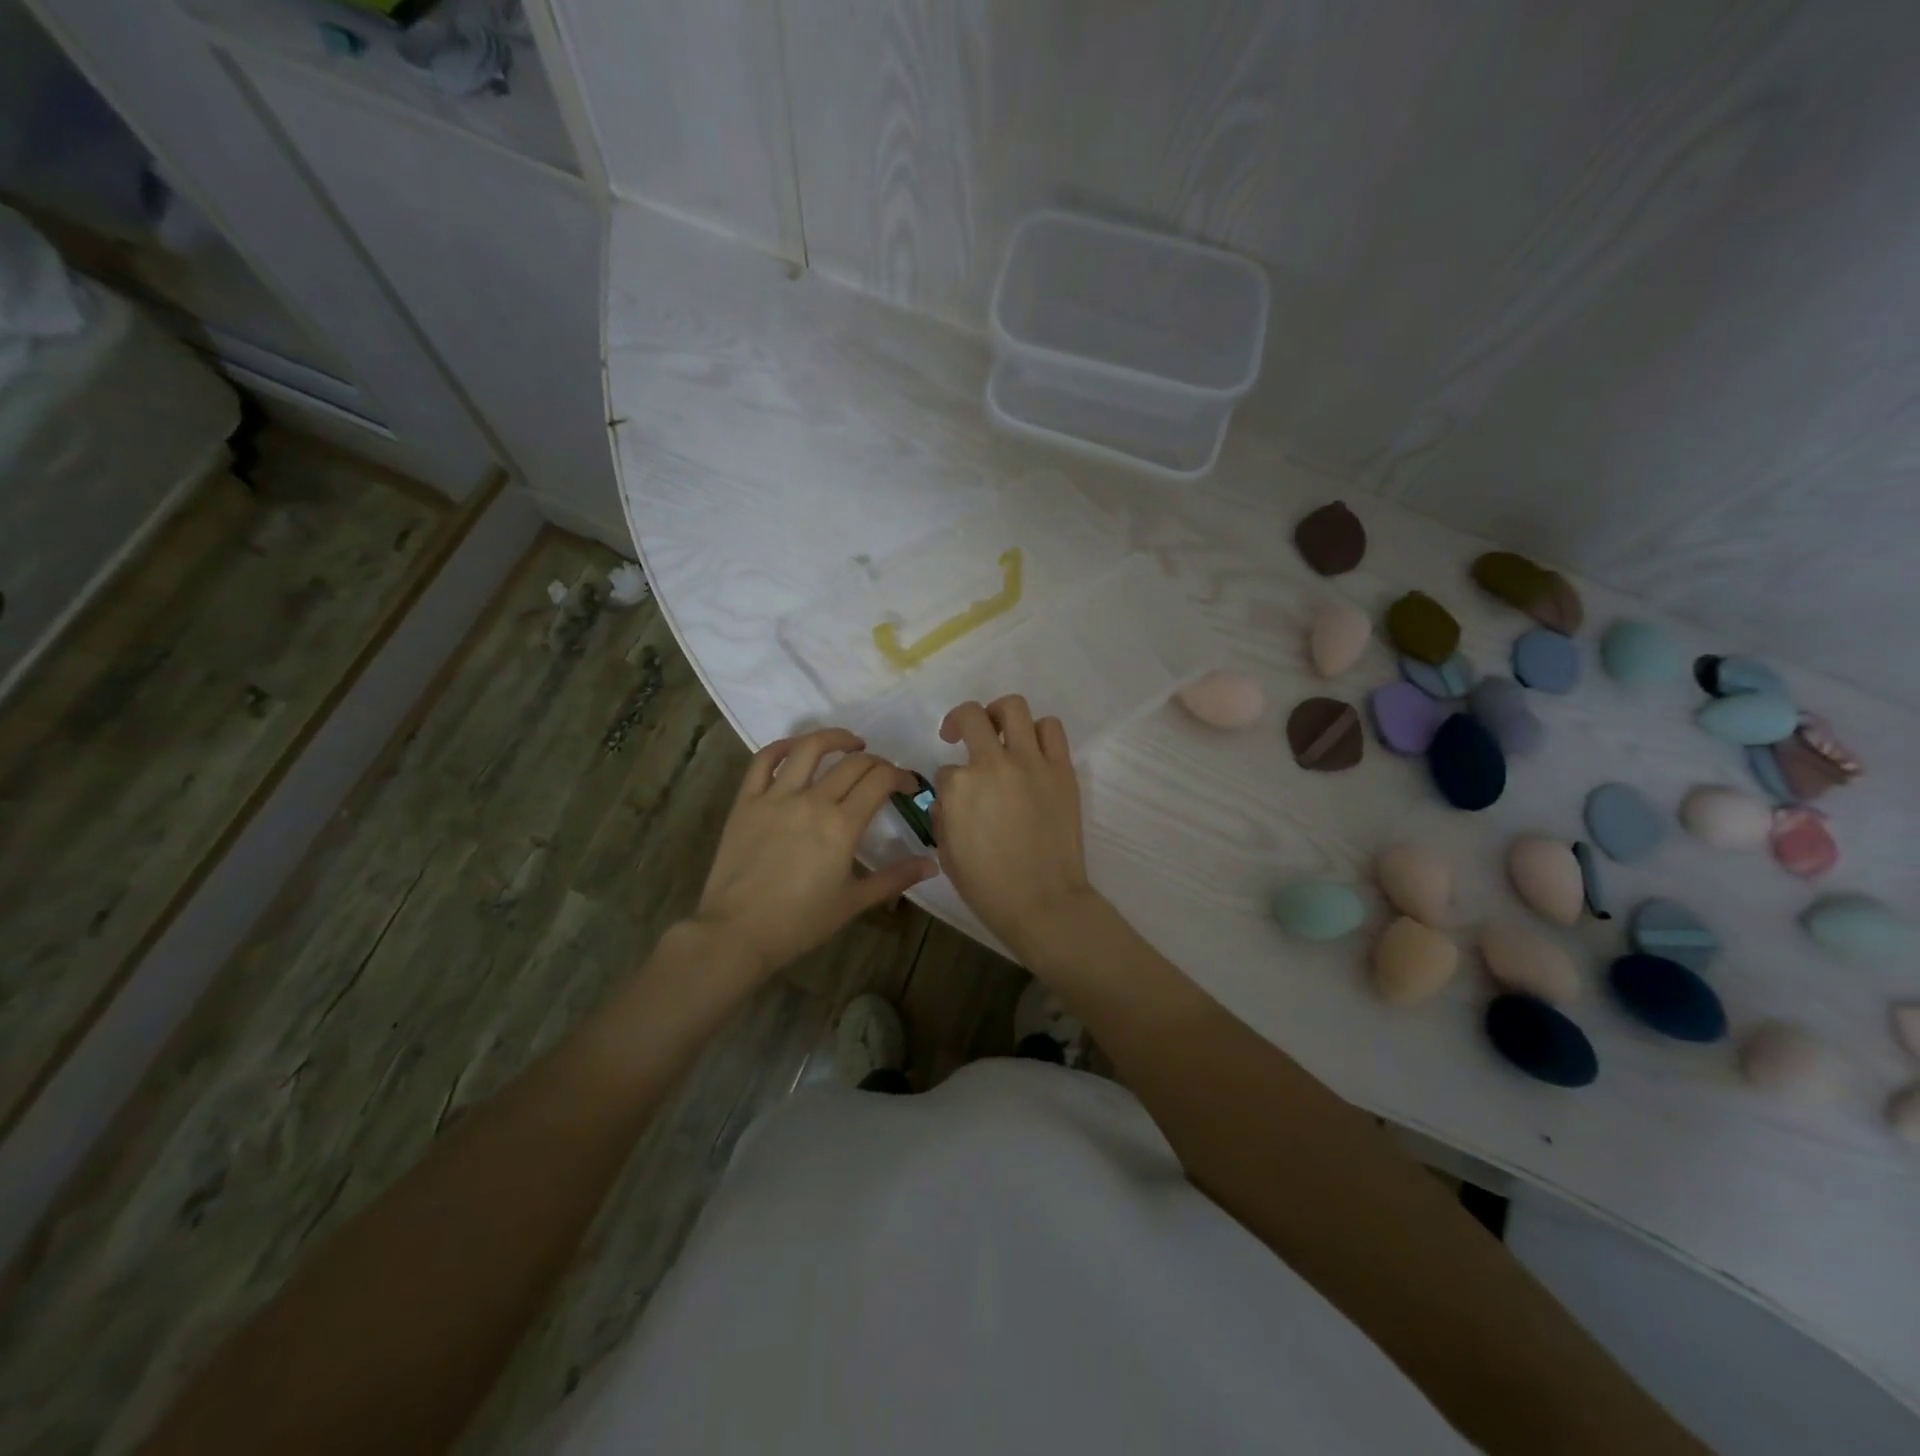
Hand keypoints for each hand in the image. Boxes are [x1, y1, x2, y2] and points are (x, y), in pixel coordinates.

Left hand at [693, 729, 936, 977]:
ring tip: (851, 744)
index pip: (880, 780)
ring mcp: (776, 797)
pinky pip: (764, 760)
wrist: (737, 933)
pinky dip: (783, 746)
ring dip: (835, 738)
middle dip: (877, 762)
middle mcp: (812, 801)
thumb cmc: (800, 922)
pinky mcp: (746, 801)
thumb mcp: (853, 902)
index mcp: (842, 825)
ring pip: (809, 749)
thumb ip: (894, 878)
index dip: (901, 776)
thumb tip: (932, 865)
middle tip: (883, 775)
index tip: (908, 786)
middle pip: (853, 763)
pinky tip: (798, 749)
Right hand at [933, 697, 1100, 958]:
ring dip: (1001, 716)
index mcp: (959, 788)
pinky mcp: (1061, 769)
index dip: (949, 783)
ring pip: (1014, 708)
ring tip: (1000, 733)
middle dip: (960, 721)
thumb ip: (943, 815)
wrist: (1043, 902)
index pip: (946, 769)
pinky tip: (1032, 749)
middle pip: (972, 716)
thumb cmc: (988, 887)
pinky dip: (1039, 731)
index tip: (956, 798)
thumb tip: (950, 797)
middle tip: (960, 736)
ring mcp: (1031, 762)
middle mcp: (993, 764)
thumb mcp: (947, 853)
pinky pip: (1051, 729)